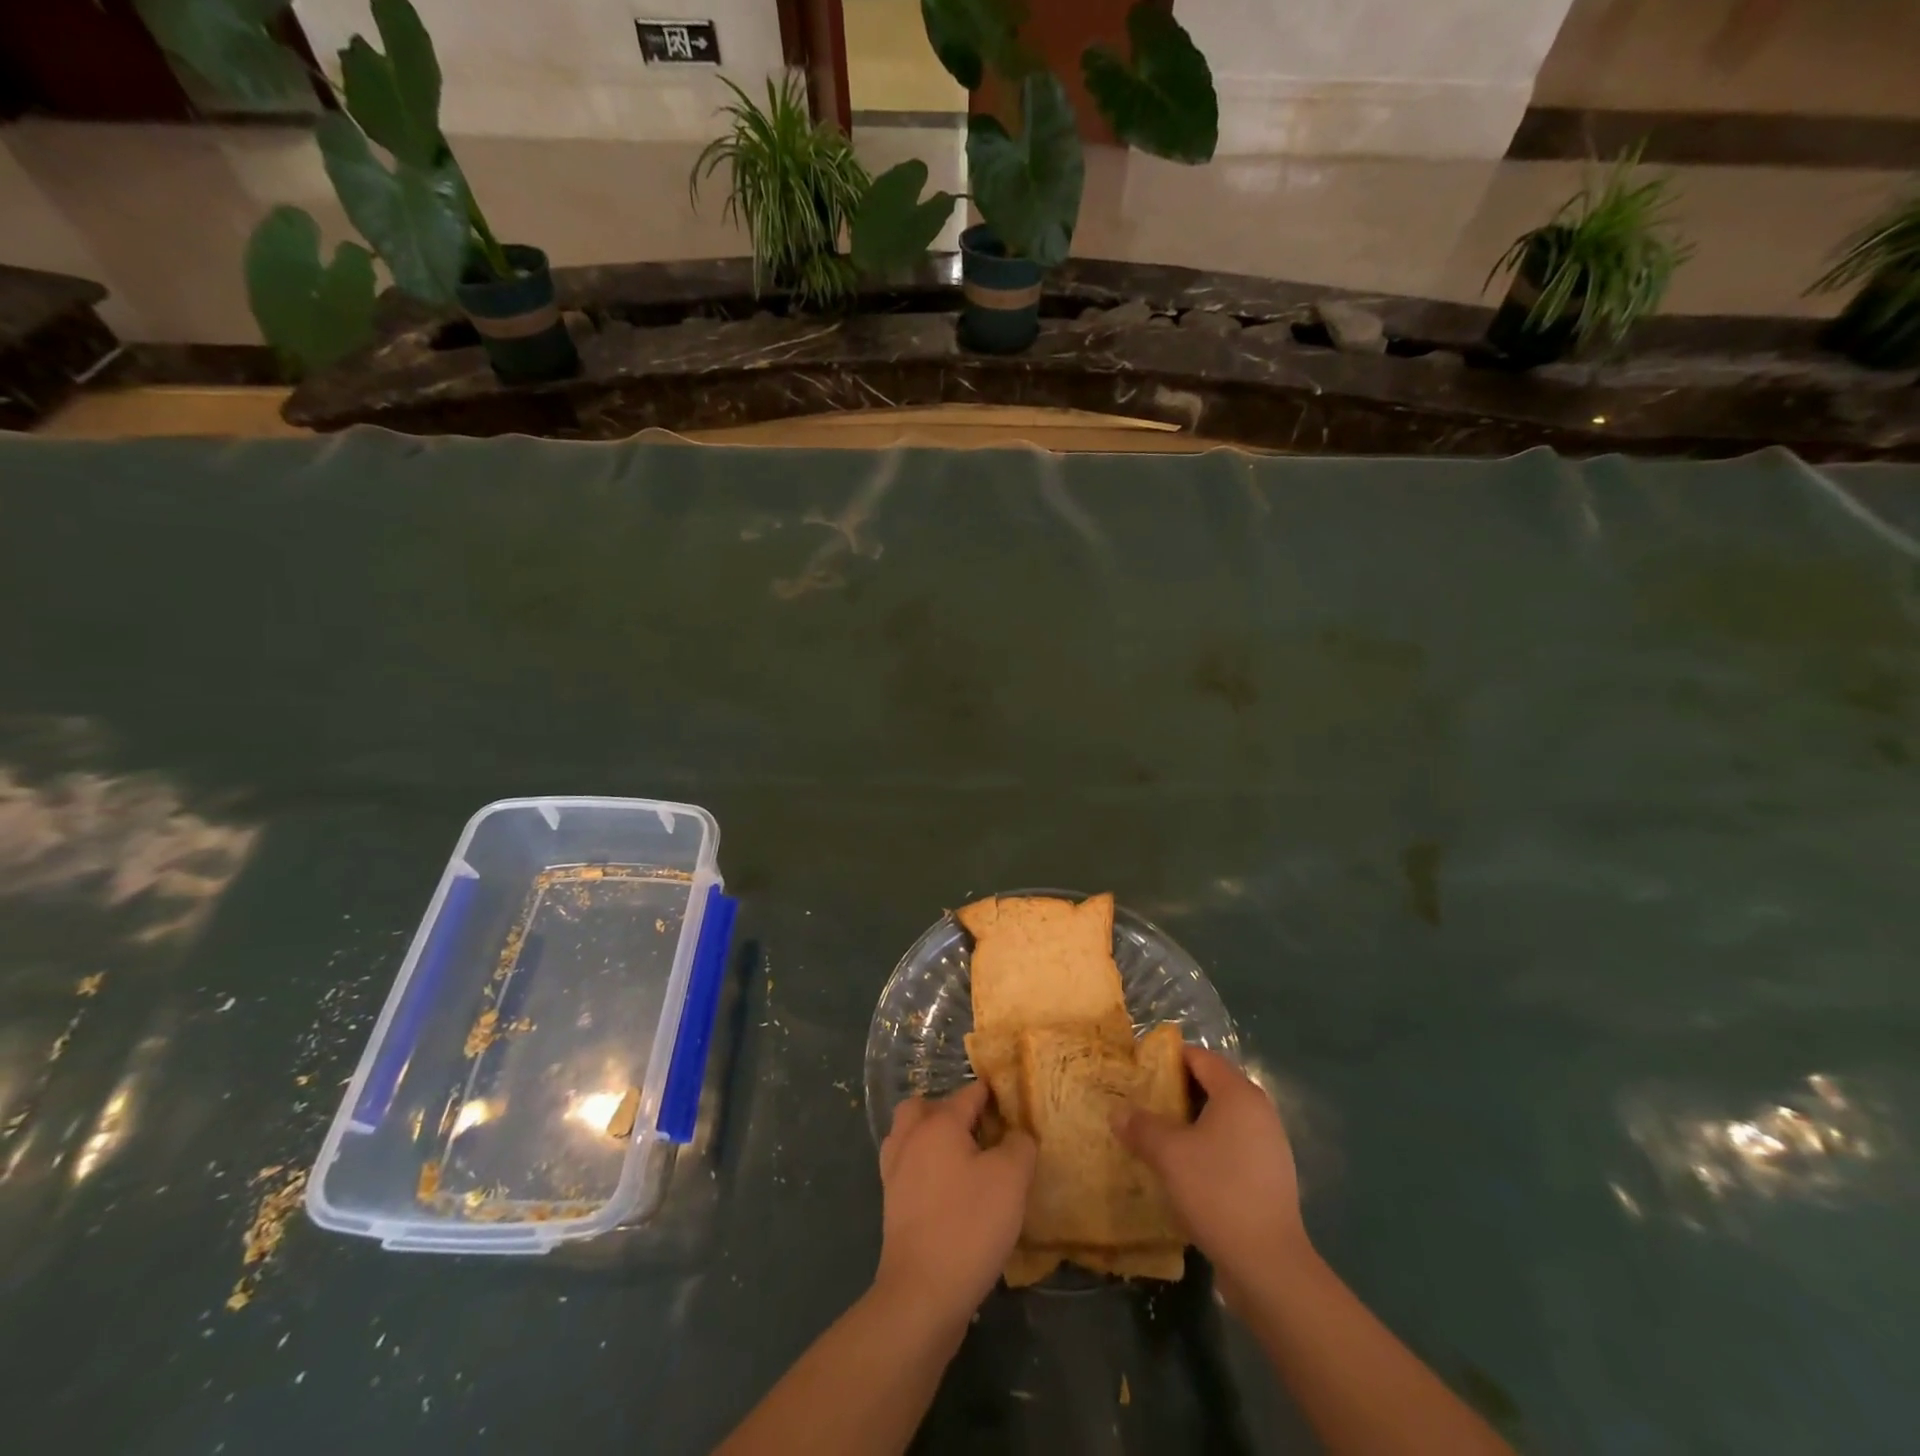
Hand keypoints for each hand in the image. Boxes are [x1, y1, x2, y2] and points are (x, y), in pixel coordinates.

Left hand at [875, 1081, 1035, 1330]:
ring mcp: (895, 1171)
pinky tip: (947, 1189)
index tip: (1013, 1105)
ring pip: (911, 1136)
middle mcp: (911, 1138)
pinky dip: (923, 1167)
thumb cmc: (969, 1225)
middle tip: (981, 1132)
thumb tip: (1016, 1135)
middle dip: (952, 1111)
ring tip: (964, 1159)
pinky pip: (907, 1167)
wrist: (921, 1294)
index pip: (969, 1093)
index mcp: (938, 1123)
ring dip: (932, 1138)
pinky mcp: (891, 1204)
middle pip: (926, 1107)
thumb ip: (1019, 1145)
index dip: (993, 1095)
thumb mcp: (1011, 1179)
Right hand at [1115, 1044, 1310, 1303]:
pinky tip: (1185, 1168)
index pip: (1200, 1057)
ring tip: (1158, 1135)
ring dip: (1191, 1122)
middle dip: (1176, 1091)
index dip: (1168, 1059)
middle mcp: (1259, 1111)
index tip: (1138, 1070)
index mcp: (1238, 1094)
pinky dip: (1208, 1147)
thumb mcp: (1169, 1155)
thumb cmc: (1217, 1192)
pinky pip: (1232, 1145)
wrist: (1269, 1265)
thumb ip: (1141, 1127)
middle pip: (1212, 1085)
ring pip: (1221, 1118)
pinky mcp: (1269, 1176)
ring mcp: (1269, 1145)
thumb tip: (1118, 1113)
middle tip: (1142, 1103)